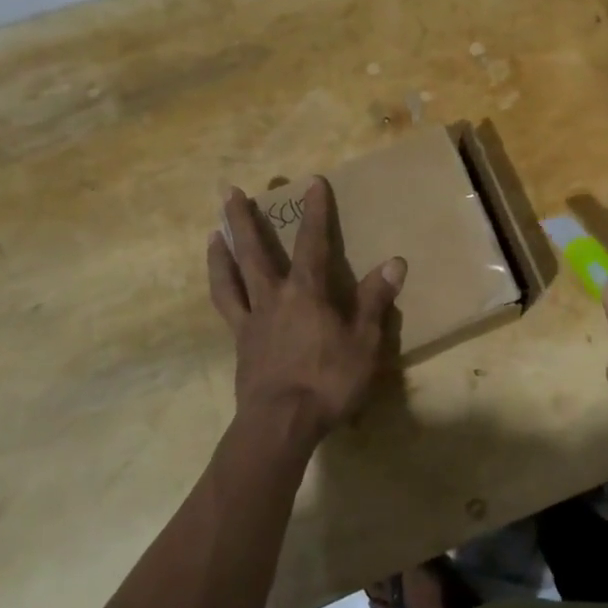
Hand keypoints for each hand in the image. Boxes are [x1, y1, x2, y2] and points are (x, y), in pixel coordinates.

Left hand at [208, 179, 405, 447]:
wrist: (279, 425)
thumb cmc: (328, 382)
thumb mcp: (364, 342)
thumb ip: (374, 301)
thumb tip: (394, 262)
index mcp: (306, 293)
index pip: (312, 243)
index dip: (315, 212)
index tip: (312, 182)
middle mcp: (273, 297)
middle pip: (254, 251)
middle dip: (243, 219)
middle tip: (229, 191)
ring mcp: (251, 321)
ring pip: (231, 277)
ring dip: (221, 251)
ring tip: (212, 231)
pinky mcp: (240, 344)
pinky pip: (227, 308)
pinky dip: (221, 289)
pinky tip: (221, 284)